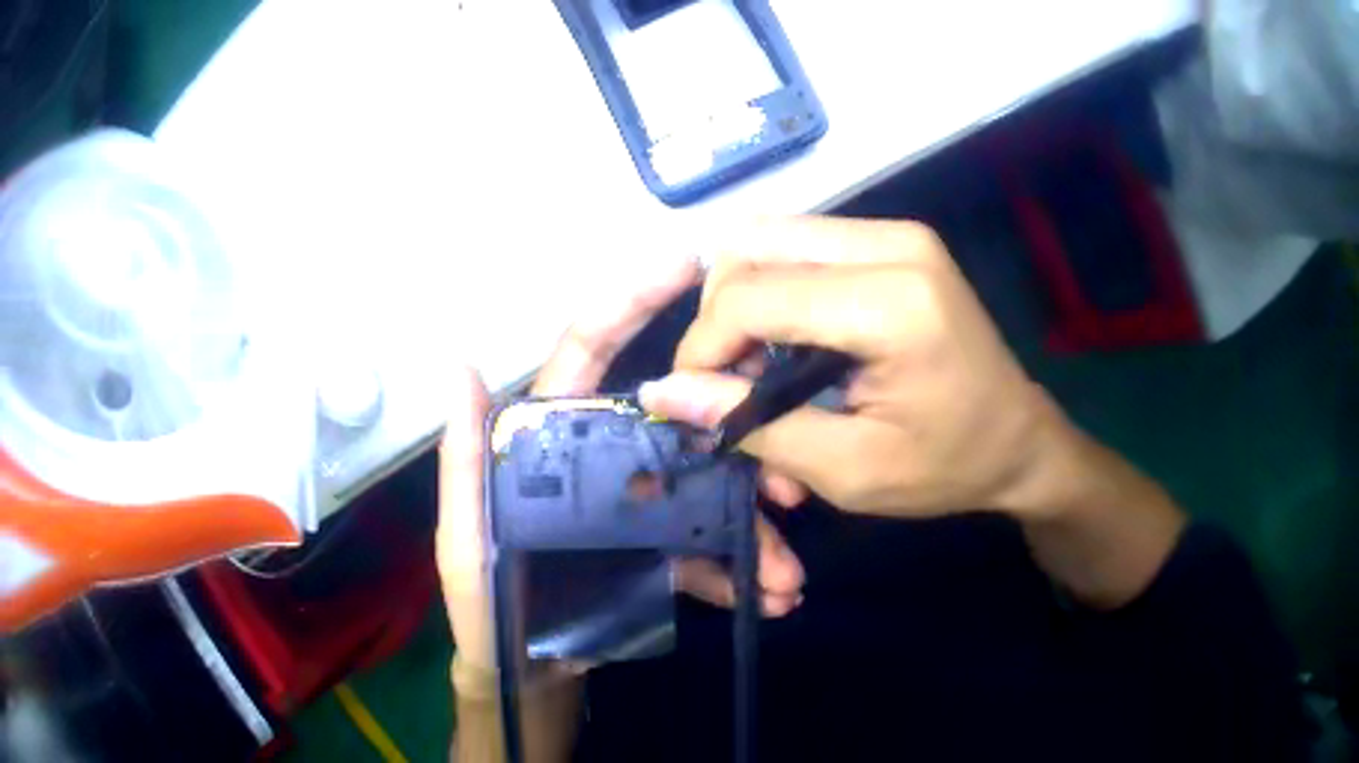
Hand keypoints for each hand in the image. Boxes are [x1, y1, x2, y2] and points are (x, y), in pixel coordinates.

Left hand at [436, 255, 805, 687]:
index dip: (631, 299)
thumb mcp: (465, 539)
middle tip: (789, 474)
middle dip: (739, 436)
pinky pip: (706, 549)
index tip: (687, 262)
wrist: (522, 676)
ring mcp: (635, 507)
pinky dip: (741, 571)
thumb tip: (460, 361)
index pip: (589, 351)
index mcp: (550, 441)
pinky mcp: (658, 553)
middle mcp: (600, 460)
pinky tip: (770, 596)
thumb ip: (464, 458)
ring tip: (788, 573)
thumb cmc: (485, 605)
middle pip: (677, 423)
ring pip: (705, 491)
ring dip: (753, 527)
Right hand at [640, 217, 1184, 609]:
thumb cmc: (948, 467)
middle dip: (718, 317)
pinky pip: (801, 247)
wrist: (1021, 442)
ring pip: (769, 239)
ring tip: (754, 368)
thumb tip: (665, 392)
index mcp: (893, 301)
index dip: (704, 347)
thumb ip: (754, 426)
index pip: (753, 294)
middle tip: (726, 382)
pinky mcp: (894, 241)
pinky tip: (787, 346)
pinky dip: (774, 293)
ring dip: (743, 302)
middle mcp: (892, 242)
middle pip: (752, 246)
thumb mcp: (849, 470)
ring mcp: (895, 233)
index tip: (694, 402)